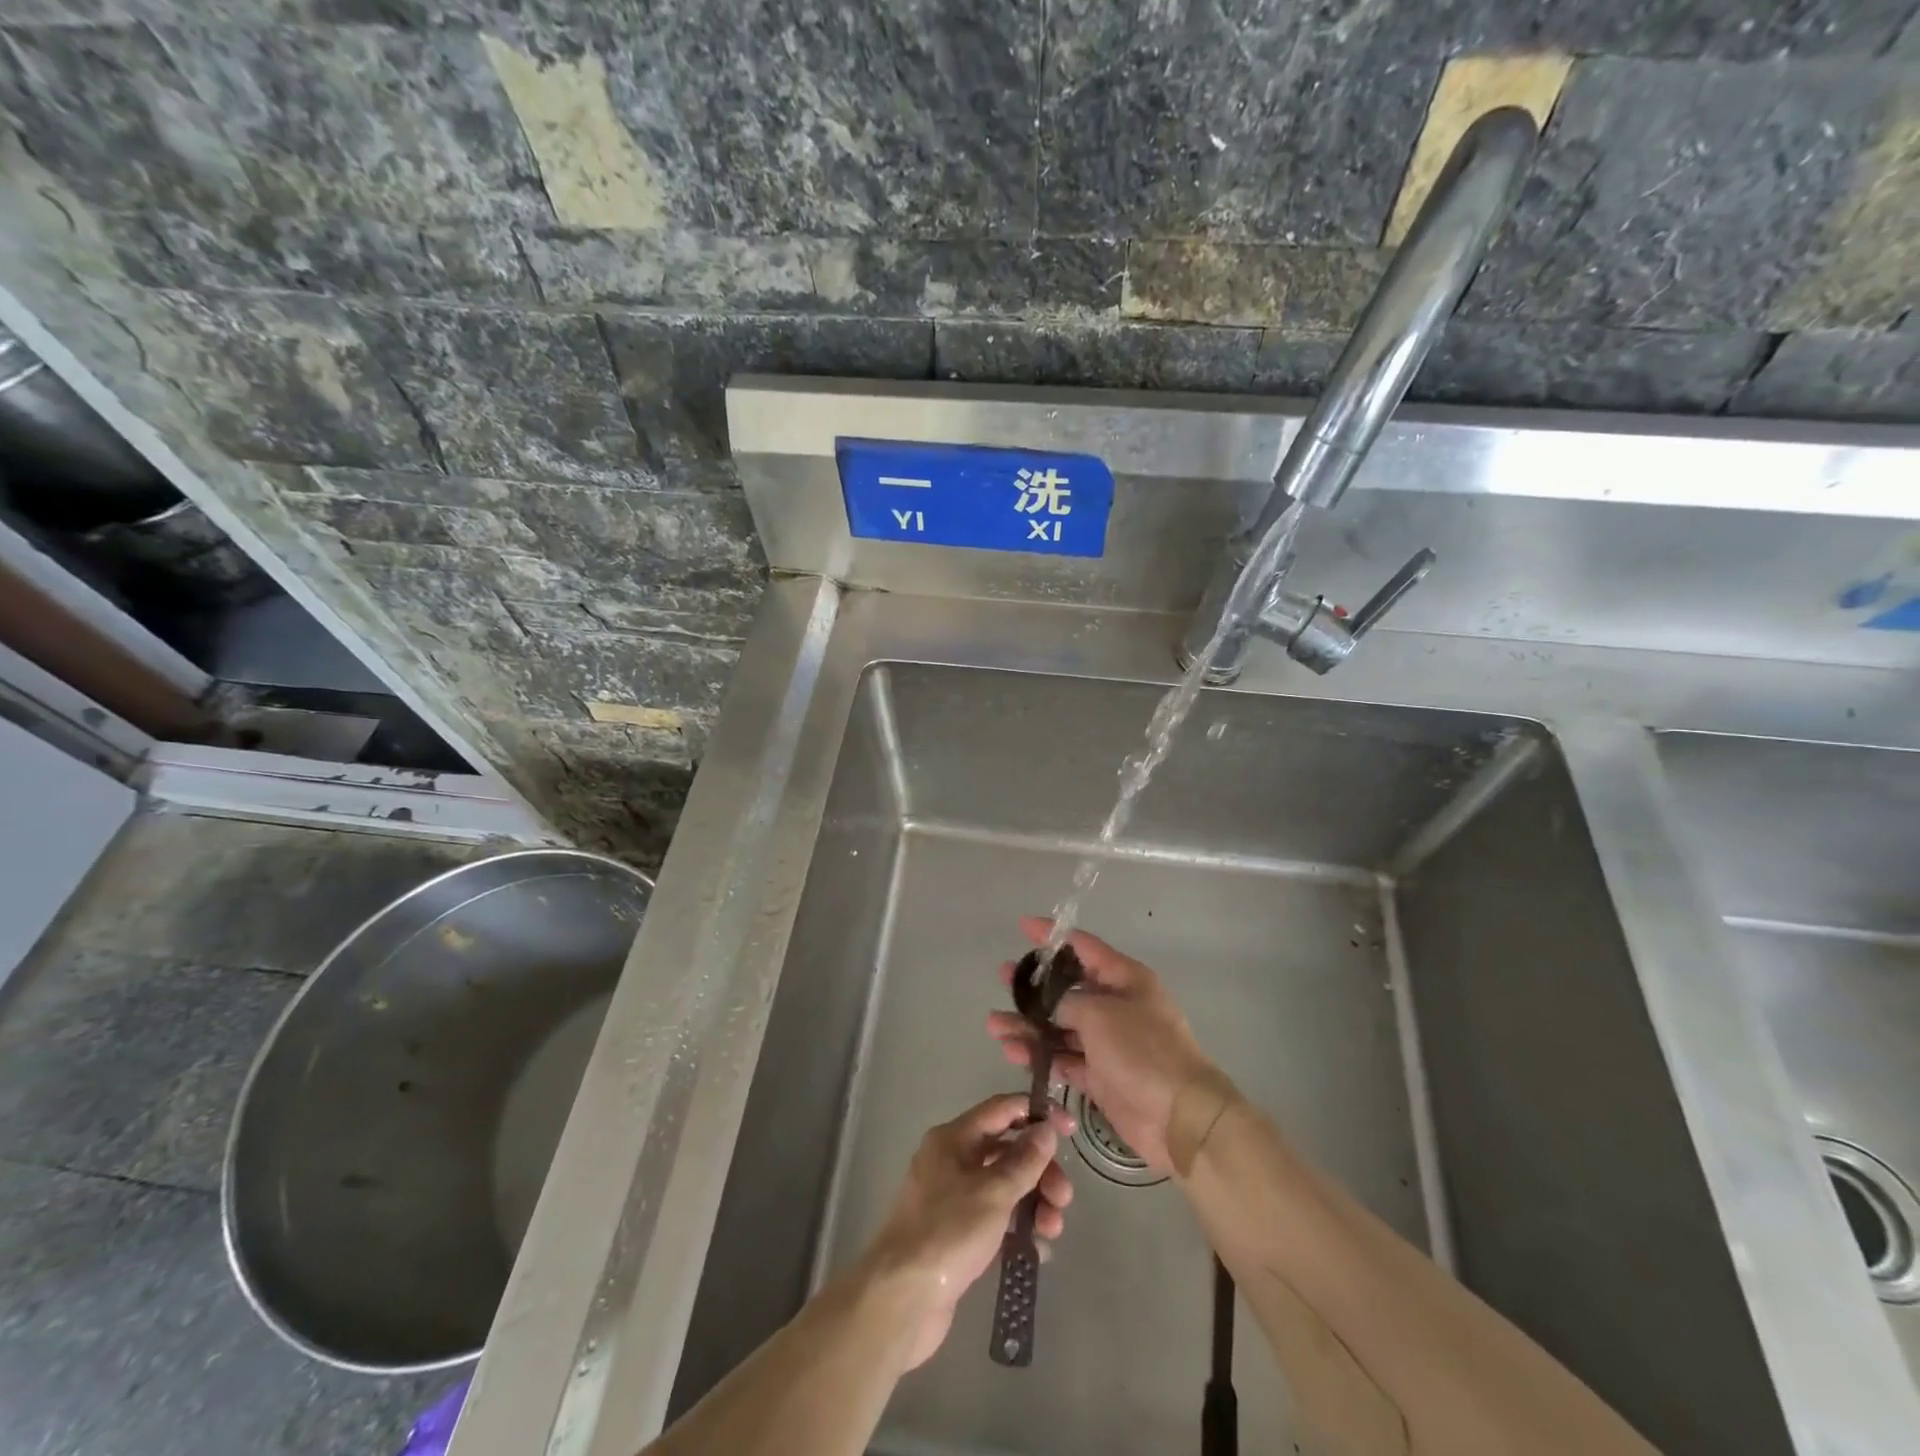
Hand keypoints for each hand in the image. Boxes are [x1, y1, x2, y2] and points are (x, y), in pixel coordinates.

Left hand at [861, 1093, 1074, 1371]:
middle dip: (1040, 1171)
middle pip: (1007, 1151)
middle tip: (1064, 1198)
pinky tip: (1037, 1250)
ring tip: (1052, 1229)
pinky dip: (1018, 1228)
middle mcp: (952, 1161)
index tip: (1070, 1128)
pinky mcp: (958, 1235)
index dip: (1036, 1113)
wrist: (901, 1300)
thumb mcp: (993, 1193)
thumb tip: (1046, 1128)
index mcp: (953, 1139)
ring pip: (1005, 1187)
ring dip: (1034, 1202)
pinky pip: (997, 1219)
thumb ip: (1024, 1160)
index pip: (1001, 1110)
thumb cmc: (947, 1233)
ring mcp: (954, 1199)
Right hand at [988, 917, 1222, 1174]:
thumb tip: (1047, 1006)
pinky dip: (1040, 1056)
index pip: (1083, 947)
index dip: (1052, 936)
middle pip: (1067, 989)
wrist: (1179, 1116)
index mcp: (1124, 979)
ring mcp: (1108, 1043)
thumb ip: (1065, 1003)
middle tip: (1002, 978)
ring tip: (994, 1025)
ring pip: (1060, 1027)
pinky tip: (1013, 1052)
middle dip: (1033, 985)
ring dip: (1028, 1026)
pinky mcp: (1100, 1075)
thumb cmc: (1143, 1050)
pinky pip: (1064, 1058)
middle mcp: (1116, 1006)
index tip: (1022, 926)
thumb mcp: (1100, 1014)